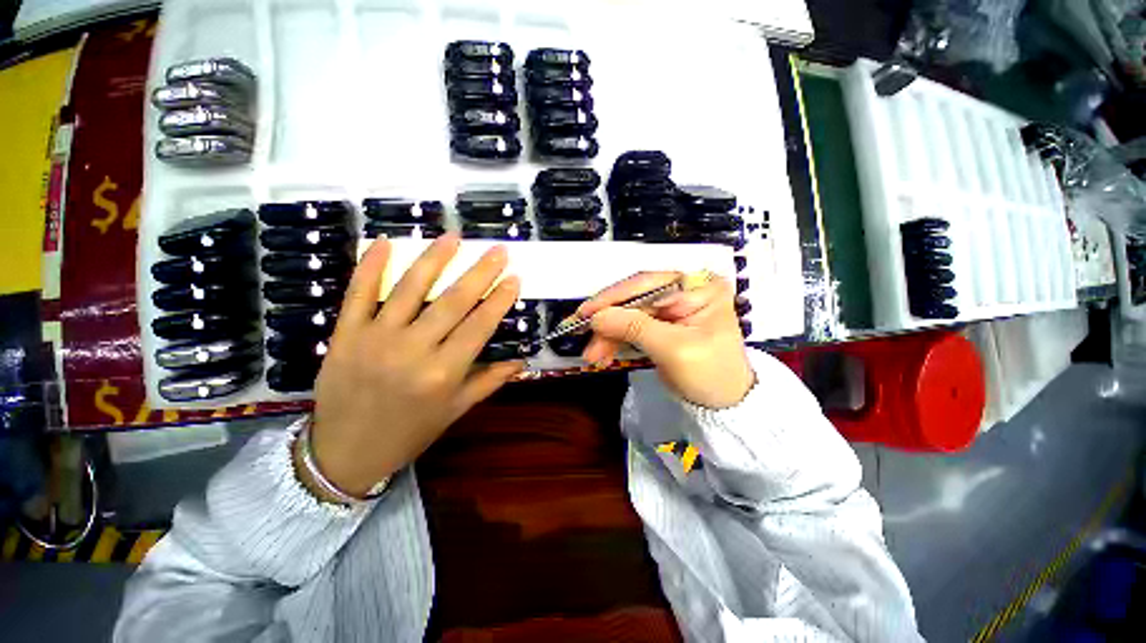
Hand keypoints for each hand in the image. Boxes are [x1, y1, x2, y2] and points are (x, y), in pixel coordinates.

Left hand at [304, 234, 523, 497]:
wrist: (345, 452)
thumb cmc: (410, 432)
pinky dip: (370, 266)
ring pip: (409, 289)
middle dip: (479, 272)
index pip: (479, 325)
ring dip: (434, 259)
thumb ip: (490, 381)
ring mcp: (375, 338)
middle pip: (452, 302)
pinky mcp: (346, 334)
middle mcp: (412, 351)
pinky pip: (358, 293)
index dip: (499, 299)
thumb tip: (522, 361)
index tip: (514, 278)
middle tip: (498, 250)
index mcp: (443, 373)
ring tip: (453, 236)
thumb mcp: (456, 410)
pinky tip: (384, 242)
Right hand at [578, 272, 753, 408]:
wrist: (724, 405)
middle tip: (578, 334)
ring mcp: (672, 305)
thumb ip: (635, 328)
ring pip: (629, 312)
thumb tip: (596, 317)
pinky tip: (602, 353)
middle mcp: (686, 288)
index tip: (585, 312)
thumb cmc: (711, 375)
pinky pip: (632, 325)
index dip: (614, 297)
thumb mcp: (674, 350)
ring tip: (591, 355)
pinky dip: (615, 339)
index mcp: (700, 286)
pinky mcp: (661, 322)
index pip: (650, 283)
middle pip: (635, 297)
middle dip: (607, 319)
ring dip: (607, 333)